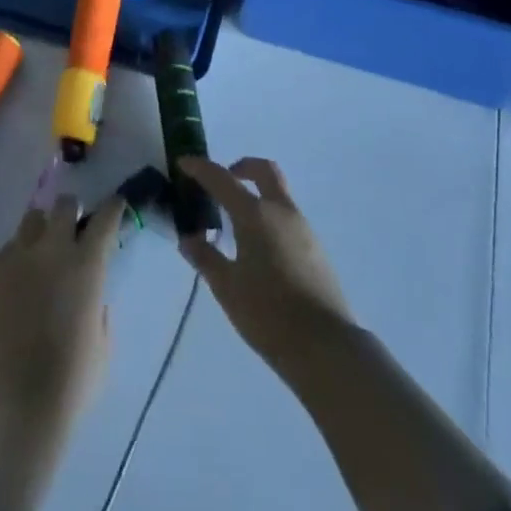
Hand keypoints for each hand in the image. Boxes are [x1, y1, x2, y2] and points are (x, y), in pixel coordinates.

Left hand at [0, 193, 126, 437]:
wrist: (16, 406)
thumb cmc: (71, 383)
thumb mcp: (103, 343)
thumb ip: (99, 306)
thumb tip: (91, 294)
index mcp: (87, 265)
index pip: (105, 218)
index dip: (113, 209)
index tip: (115, 206)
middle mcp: (53, 249)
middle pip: (64, 205)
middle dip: (71, 211)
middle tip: (72, 229)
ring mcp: (19, 256)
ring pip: (33, 219)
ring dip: (42, 229)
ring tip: (42, 252)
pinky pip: (9, 248)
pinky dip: (19, 256)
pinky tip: (19, 282)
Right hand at [178, 156, 354, 372]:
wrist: (326, 347)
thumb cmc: (268, 314)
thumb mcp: (227, 288)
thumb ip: (206, 258)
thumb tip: (188, 239)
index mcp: (255, 214)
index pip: (222, 179)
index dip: (200, 168)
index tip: (184, 163)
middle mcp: (281, 211)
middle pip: (264, 170)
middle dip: (242, 167)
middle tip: (223, 181)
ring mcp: (303, 228)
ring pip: (278, 194)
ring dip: (258, 194)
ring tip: (237, 223)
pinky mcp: (316, 249)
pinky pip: (288, 217)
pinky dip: (270, 217)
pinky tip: (260, 248)